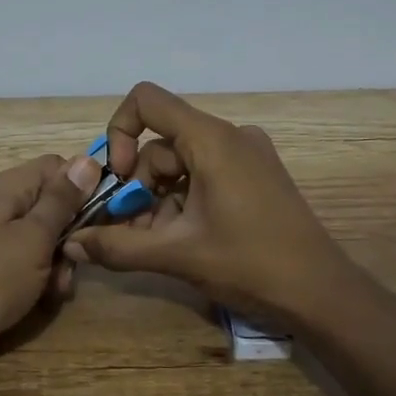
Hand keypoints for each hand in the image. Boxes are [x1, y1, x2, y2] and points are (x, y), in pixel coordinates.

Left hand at [0, 151, 103, 386]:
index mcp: (13, 187)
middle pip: (56, 206)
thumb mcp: (33, 237)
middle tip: (73, 261)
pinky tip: (40, 302)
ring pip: (47, 241)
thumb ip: (62, 200)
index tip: (102, 216)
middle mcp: (5, 206)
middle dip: (73, 235)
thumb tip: (88, 158)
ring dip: (59, 265)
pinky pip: (29, 267)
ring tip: (55, 290)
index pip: (61, 167)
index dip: (85, 187)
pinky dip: (40, 283)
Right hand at [62, 82, 354, 321]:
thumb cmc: (251, 264)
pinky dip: (183, 201)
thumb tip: (72, 243)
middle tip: (130, 231)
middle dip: (138, 186)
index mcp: (211, 139)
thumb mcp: (178, 255)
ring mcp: (247, 156)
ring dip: (158, 200)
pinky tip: (181, 240)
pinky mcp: (257, 177)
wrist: (323, 294)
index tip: (117, 178)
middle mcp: (230, 136)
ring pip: (181, 165)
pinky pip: (205, 176)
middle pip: (161, 144)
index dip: (119, 132)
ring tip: (156, 245)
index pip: (146, 101)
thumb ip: (119, 246)